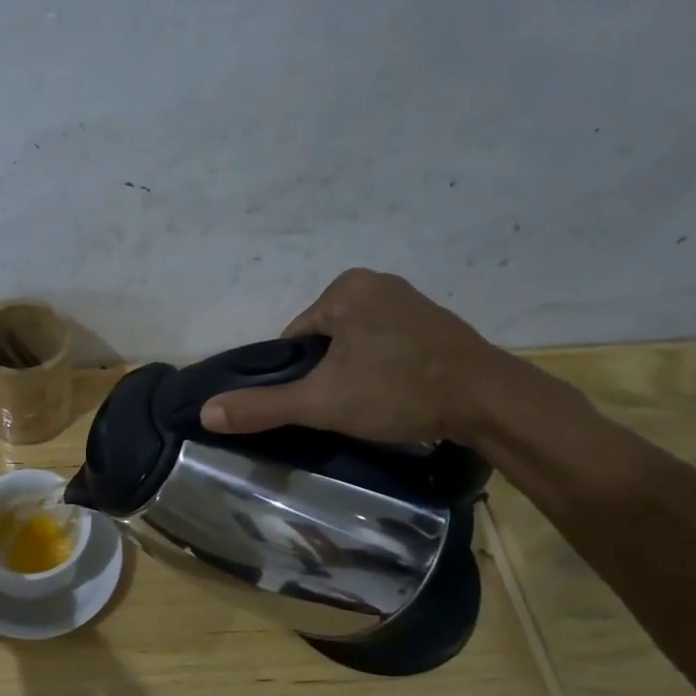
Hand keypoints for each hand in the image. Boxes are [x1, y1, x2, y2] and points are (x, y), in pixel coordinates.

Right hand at [199, 269, 509, 443]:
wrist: (489, 402)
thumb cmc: (398, 391)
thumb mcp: (321, 402)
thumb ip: (262, 406)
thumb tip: (205, 412)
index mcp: (345, 289)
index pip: (295, 337)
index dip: (297, 375)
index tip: (318, 402)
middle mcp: (376, 283)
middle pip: (323, 340)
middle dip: (327, 373)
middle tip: (345, 406)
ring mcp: (409, 300)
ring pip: (354, 344)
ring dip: (354, 373)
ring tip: (372, 404)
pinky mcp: (433, 322)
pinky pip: (385, 344)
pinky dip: (381, 368)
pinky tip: (394, 393)